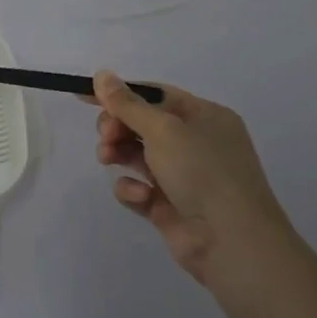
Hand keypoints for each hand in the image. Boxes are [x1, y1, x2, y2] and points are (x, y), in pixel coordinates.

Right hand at [90, 71, 294, 287]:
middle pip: (141, 124)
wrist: (232, 242)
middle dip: (117, 127)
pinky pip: (138, 187)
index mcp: (204, 116)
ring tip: (108, 159)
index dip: (119, 94)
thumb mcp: (163, 129)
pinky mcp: (169, 205)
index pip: (154, 95)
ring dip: (118, 153)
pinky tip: (140, 196)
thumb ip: (127, 103)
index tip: (84, 97)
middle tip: (106, 136)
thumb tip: (102, 74)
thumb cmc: (203, 172)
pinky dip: (132, 188)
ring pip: (135, 154)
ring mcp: (183, 176)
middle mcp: (195, 142)